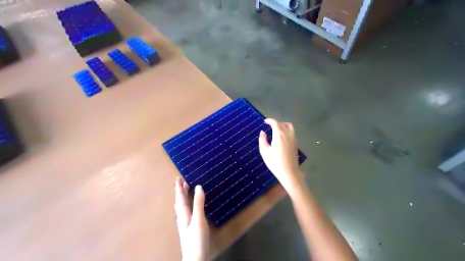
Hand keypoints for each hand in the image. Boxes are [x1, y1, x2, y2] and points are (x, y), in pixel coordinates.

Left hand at [175, 178, 209, 260]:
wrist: (196, 258)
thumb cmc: (196, 239)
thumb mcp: (198, 220)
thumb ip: (198, 204)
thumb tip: (198, 187)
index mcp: (183, 214)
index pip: (180, 198)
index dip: (179, 189)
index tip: (179, 179)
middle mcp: (183, 217)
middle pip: (180, 202)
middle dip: (180, 192)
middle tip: (182, 181)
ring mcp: (186, 223)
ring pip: (183, 207)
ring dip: (183, 197)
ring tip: (184, 190)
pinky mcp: (190, 227)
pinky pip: (187, 211)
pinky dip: (187, 204)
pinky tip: (189, 207)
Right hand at [256, 119, 303, 191]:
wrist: (289, 172)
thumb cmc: (275, 162)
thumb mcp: (264, 151)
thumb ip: (262, 140)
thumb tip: (262, 132)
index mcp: (279, 134)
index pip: (275, 123)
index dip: (270, 120)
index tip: (265, 121)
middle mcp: (288, 134)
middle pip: (282, 124)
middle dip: (275, 123)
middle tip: (269, 126)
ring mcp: (293, 139)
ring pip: (289, 127)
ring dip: (283, 125)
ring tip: (276, 130)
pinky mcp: (296, 144)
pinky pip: (292, 132)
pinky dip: (287, 130)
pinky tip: (282, 137)